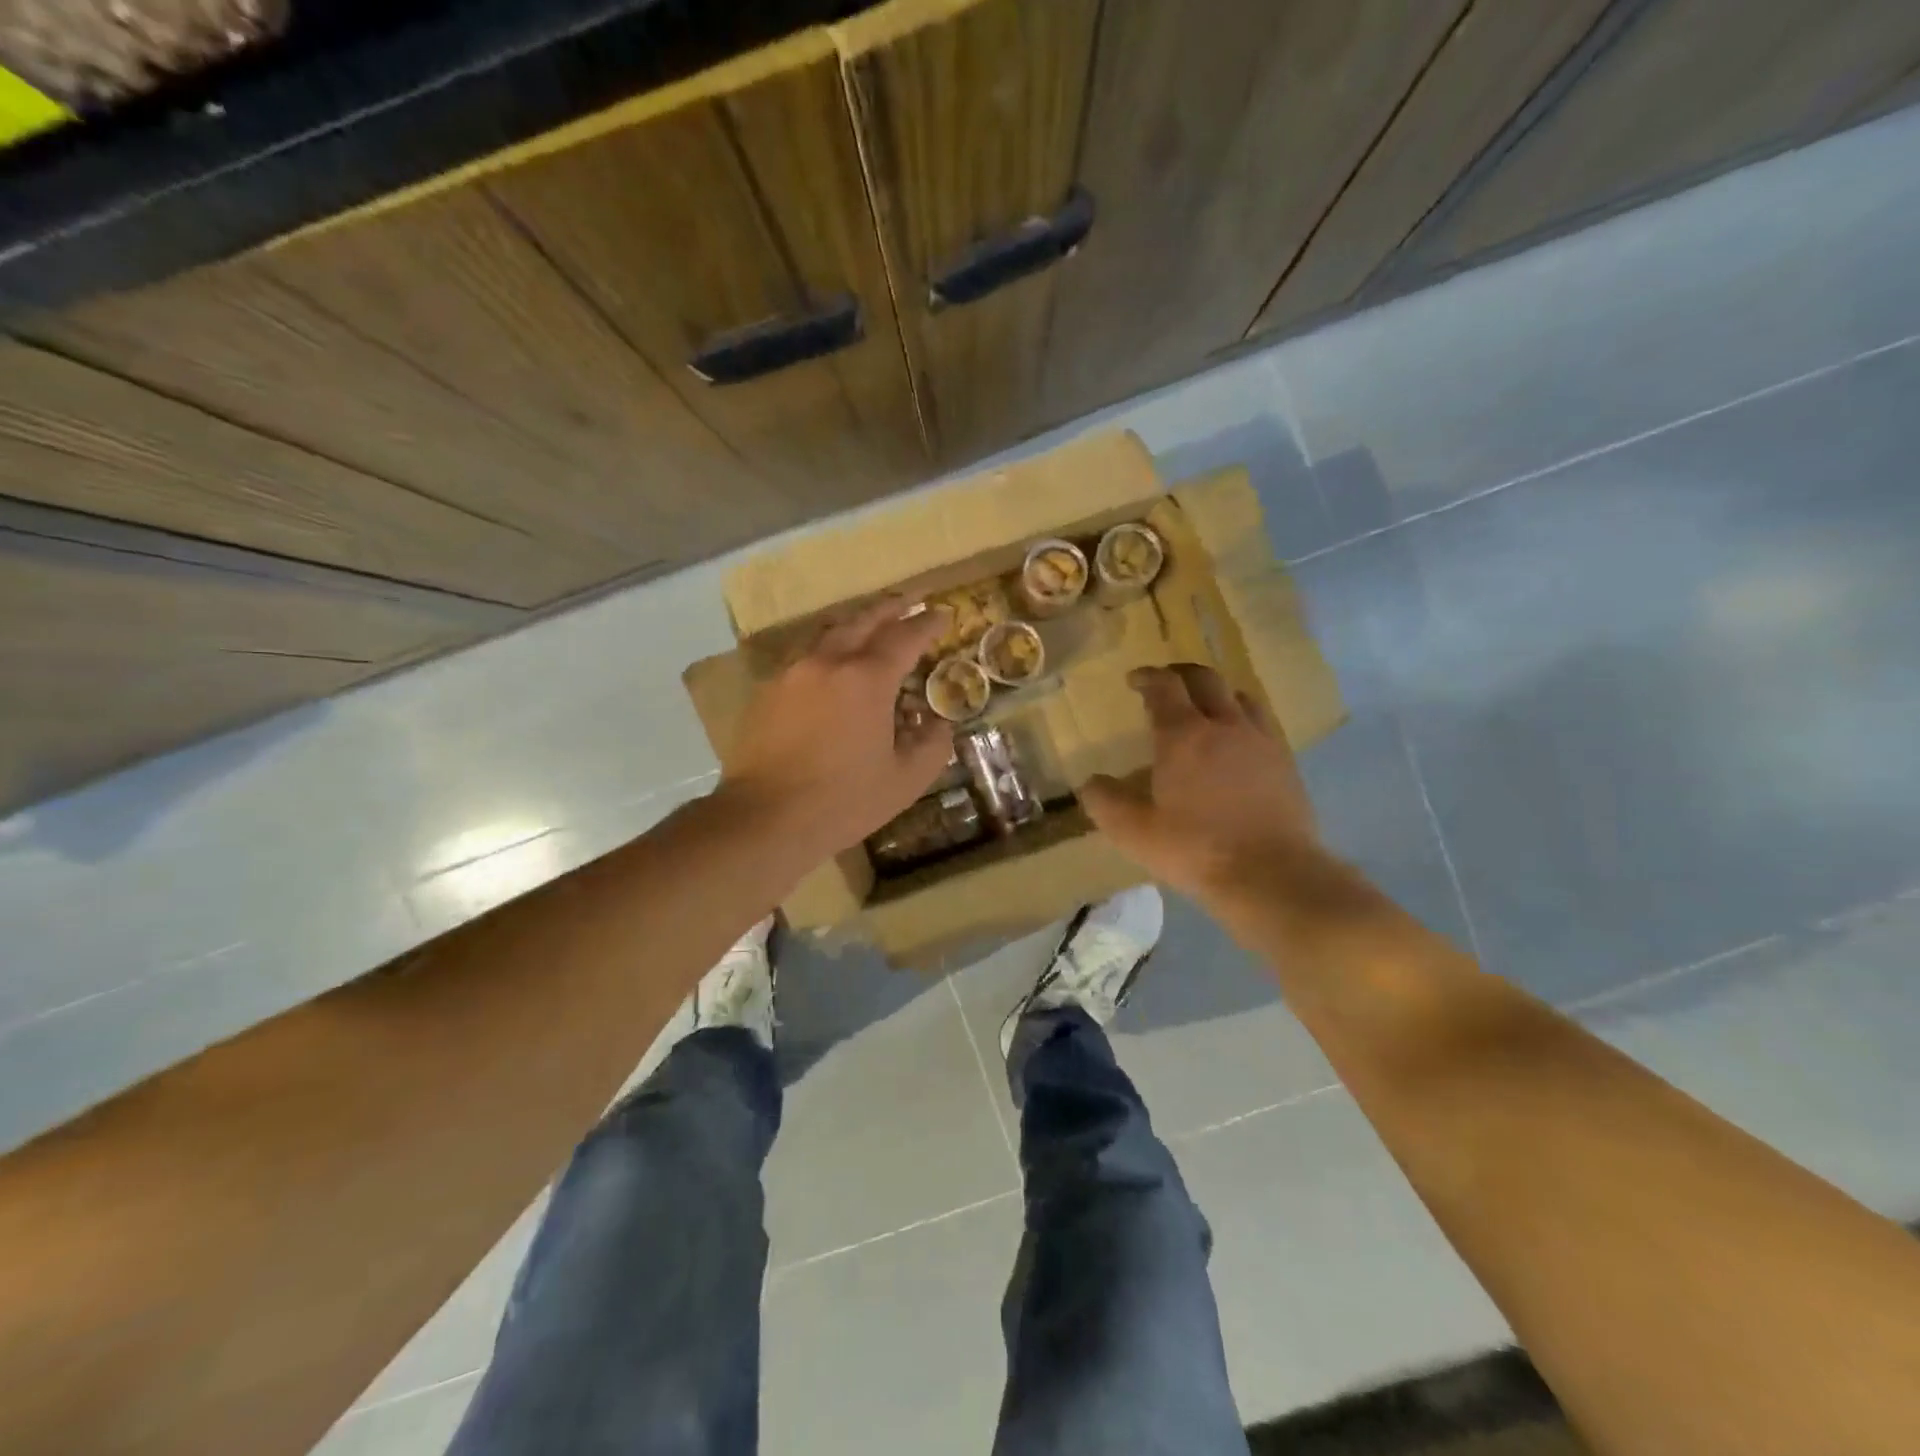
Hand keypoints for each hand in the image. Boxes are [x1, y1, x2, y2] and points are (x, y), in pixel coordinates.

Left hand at [719, 597, 953, 860]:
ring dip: (856, 622)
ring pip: (828, 632)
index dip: (927, 624)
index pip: (904, 638)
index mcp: (866, 679)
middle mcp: (827, 662)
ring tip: (872, 623)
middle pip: (863, 620)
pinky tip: (832, 662)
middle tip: (911, 600)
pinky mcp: (768, 690)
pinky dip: (828, 646)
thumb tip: (938, 723)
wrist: (765, 818)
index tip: (943, 614)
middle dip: (891, 607)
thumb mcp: (905, 781)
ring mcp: (792, 673)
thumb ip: (932, 746)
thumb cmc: (842, 801)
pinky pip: (804, 654)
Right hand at [1081, 664, 1319, 900]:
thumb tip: (1092, 783)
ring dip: (1217, 694)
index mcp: (1183, 736)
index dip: (1147, 677)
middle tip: (1166, 684)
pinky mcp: (1286, 762)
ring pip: (1240, 697)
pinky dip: (1243, 720)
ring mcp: (1261, 741)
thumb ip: (1105, 802)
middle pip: (1205, 679)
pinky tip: (1237, 744)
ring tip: (1205, 709)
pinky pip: (1263, 724)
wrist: (1272, 875)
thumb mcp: (1134, 832)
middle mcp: (1225, 726)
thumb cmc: (1195, 849)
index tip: (1134, 680)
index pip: (1164, 687)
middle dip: (1181, 674)